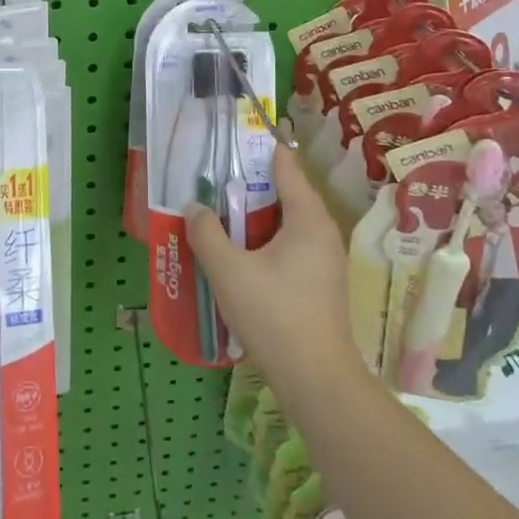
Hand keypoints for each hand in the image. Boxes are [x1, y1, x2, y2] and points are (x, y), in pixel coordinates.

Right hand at [185, 146, 359, 402]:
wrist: (316, 379)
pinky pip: (290, 246)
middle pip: (285, 193)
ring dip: (255, 217)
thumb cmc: (275, 316)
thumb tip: (194, 207)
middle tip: (214, 180)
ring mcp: (324, 260)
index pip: (286, 166)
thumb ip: (207, 234)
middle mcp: (322, 232)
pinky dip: (265, 241)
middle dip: (250, 185)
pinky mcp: (319, 283)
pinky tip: (240, 255)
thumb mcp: (229, 271)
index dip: (259, 148)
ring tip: (220, 216)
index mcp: (308, 219)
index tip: (232, 139)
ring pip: (286, 223)